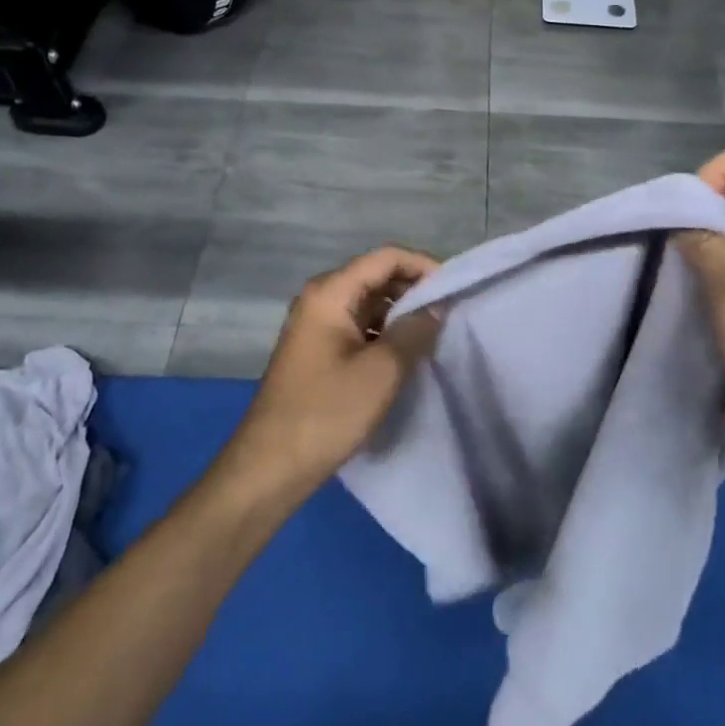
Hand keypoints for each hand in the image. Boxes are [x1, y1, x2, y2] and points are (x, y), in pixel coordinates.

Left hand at [233, 246, 442, 487]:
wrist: (270, 468)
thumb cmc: (326, 413)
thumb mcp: (382, 371)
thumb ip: (415, 330)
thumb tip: (436, 307)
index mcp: (330, 293)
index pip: (386, 257)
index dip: (423, 266)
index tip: (454, 289)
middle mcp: (320, 299)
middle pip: (376, 276)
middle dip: (414, 289)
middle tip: (450, 313)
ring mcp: (317, 325)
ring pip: (370, 303)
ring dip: (402, 313)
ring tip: (435, 333)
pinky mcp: (319, 351)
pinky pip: (359, 326)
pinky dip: (385, 332)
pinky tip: (407, 354)